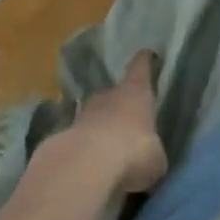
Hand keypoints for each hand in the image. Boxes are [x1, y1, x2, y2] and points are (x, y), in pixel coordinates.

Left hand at [61, 50, 168, 194]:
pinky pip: (81, 136)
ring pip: (94, 113)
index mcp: (136, 92)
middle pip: (114, 91)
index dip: (145, 61)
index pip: (141, 67)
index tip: (147, 54)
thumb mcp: (155, 159)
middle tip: (127, 116)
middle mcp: (108, 95)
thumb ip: (153, 153)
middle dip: (120, 102)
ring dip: (100, 124)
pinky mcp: (64, 135)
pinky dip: (86, 145)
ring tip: (108, 142)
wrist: (84, 165)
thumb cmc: (132, 152)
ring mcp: (83, 113)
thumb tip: (150, 157)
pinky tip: (91, 161)